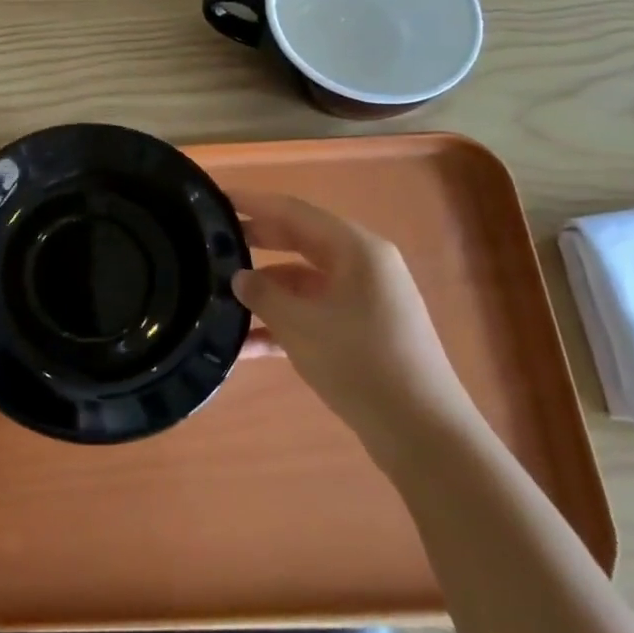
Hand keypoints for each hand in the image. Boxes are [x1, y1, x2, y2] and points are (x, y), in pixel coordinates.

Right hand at [231, 191, 480, 460]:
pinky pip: (314, 313)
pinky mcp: (363, 331)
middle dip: (256, 243)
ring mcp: (365, 300)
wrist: (422, 433)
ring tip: (219, 299)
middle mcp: (363, 266)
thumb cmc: (360, 363)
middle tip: (211, 242)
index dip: (253, 203)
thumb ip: (263, 294)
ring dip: (266, 291)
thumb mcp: (300, 325)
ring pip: (303, 281)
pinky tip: (247, 345)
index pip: (294, 212)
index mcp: (356, 250)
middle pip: (299, 241)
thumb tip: (239, 277)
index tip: (216, 198)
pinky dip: (284, 323)